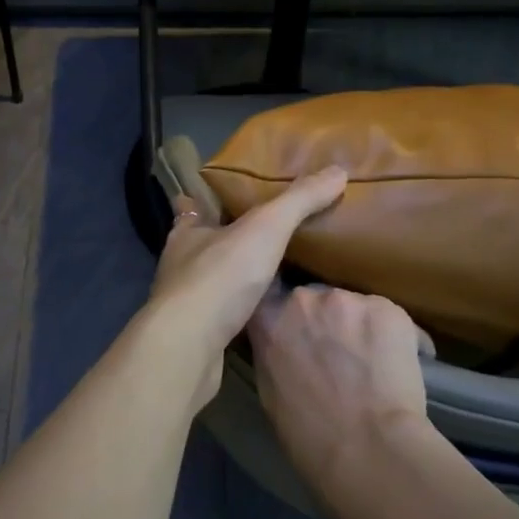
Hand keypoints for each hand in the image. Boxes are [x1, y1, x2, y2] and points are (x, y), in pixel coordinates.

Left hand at [146, 167, 346, 404]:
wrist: (188, 347)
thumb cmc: (220, 277)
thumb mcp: (266, 227)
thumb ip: (299, 200)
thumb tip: (337, 171)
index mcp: (188, 231)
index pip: (193, 206)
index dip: (207, 198)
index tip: (230, 194)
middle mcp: (180, 262)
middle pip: (205, 243)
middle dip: (229, 238)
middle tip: (264, 233)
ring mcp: (185, 301)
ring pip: (212, 279)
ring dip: (234, 275)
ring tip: (270, 270)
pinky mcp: (195, 334)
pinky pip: (221, 313)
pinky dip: (239, 309)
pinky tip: (262, 311)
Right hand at [248, 286, 434, 506]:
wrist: (369, 449)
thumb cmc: (309, 435)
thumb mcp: (269, 391)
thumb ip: (272, 354)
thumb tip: (285, 348)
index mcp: (267, 318)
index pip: (270, 302)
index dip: (286, 319)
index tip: (295, 337)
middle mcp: (303, 299)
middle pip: (314, 301)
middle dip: (324, 323)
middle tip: (336, 356)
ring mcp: (347, 300)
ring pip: (353, 309)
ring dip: (359, 329)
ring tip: (371, 365)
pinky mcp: (388, 310)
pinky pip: (389, 320)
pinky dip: (395, 339)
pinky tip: (397, 369)